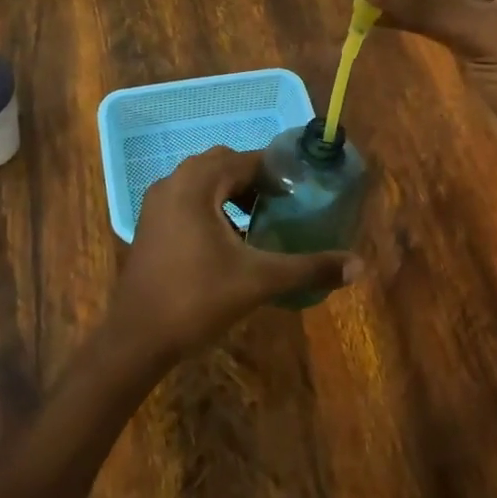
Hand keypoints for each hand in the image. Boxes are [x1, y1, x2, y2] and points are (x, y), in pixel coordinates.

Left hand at [110, 146, 360, 359]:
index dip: (277, 172)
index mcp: (197, 182)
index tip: (303, 191)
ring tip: (261, 223)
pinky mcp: (151, 223)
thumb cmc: (197, 298)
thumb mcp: (258, 280)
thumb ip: (308, 267)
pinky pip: (188, 200)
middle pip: (223, 166)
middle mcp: (174, 181)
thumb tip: (358, 265)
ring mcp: (157, 202)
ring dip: (233, 195)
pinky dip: (212, 209)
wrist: (137, 337)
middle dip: (255, 182)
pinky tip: (230, 242)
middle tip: (284, 206)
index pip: (246, 160)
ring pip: (203, 183)